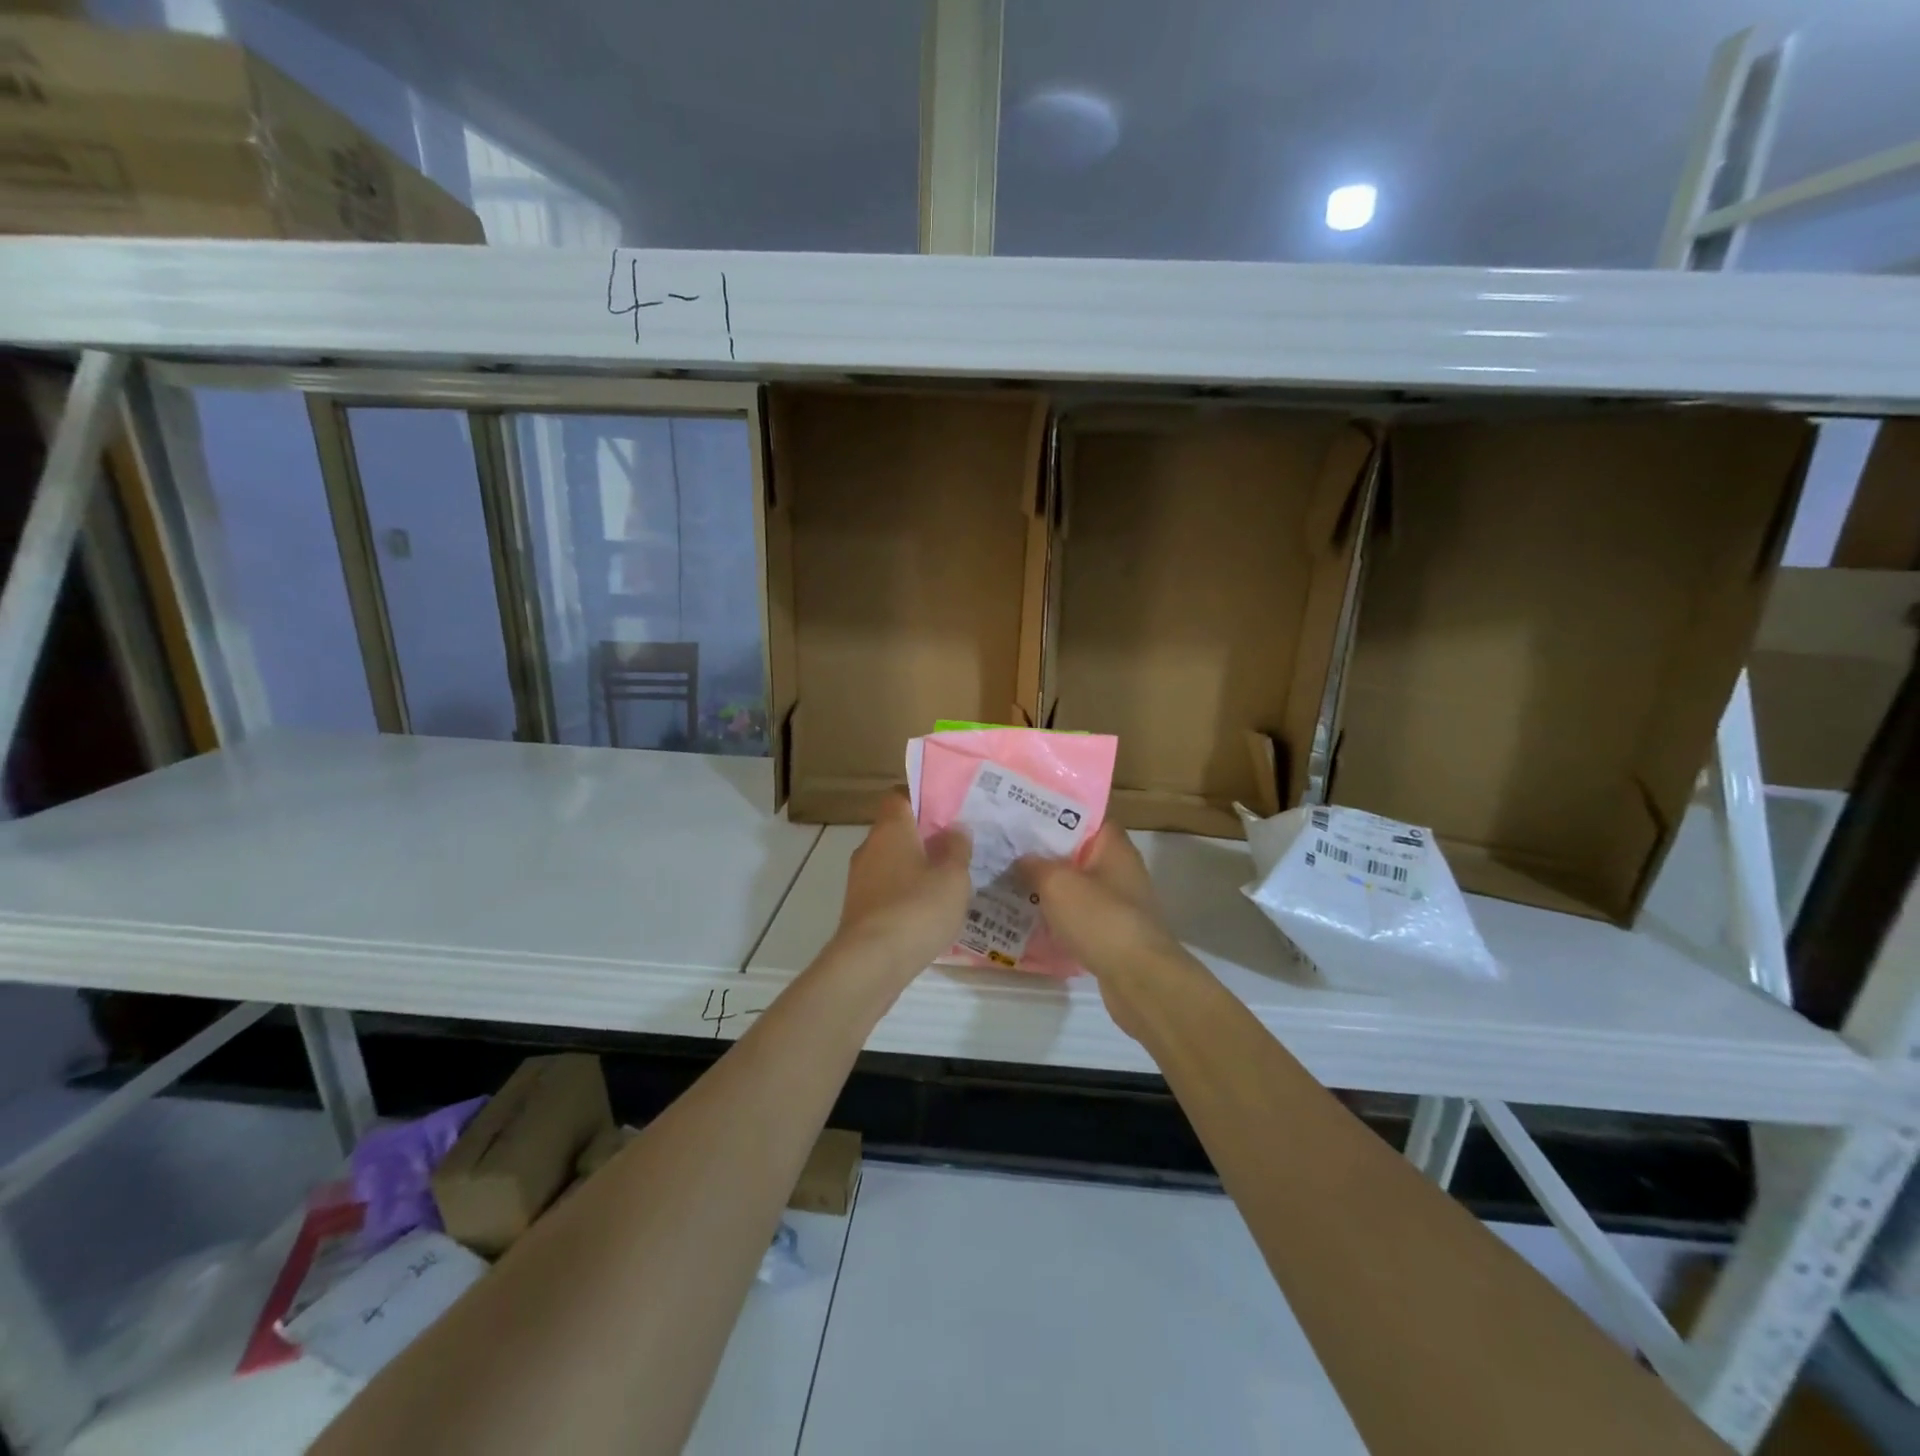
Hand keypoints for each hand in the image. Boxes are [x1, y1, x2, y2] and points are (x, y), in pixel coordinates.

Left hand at [832, 792, 971, 977]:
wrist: (871, 963)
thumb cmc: (917, 908)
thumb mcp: (953, 877)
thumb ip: (957, 848)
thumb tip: (956, 828)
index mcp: (890, 828)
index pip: (899, 796)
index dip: (922, 799)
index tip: (948, 810)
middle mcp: (869, 847)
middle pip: (897, 831)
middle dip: (924, 838)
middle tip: (957, 847)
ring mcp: (860, 880)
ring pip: (892, 862)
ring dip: (915, 869)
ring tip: (948, 882)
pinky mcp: (859, 909)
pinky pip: (887, 890)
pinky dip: (905, 895)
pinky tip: (928, 912)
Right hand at [1020, 825, 1194, 1034]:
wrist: (1139, 978)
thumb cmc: (1100, 918)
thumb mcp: (1057, 883)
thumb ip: (1035, 865)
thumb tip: (1022, 858)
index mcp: (1114, 847)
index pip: (1087, 817)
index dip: (1057, 812)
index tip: (1025, 814)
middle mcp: (1120, 870)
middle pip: (1078, 852)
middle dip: (1046, 852)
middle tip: (1008, 849)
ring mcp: (1119, 903)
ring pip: (1077, 886)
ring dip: (1050, 887)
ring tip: (1011, 882)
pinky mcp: (1113, 933)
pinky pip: (1080, 916)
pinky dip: (1059, 916)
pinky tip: (1031, 919)